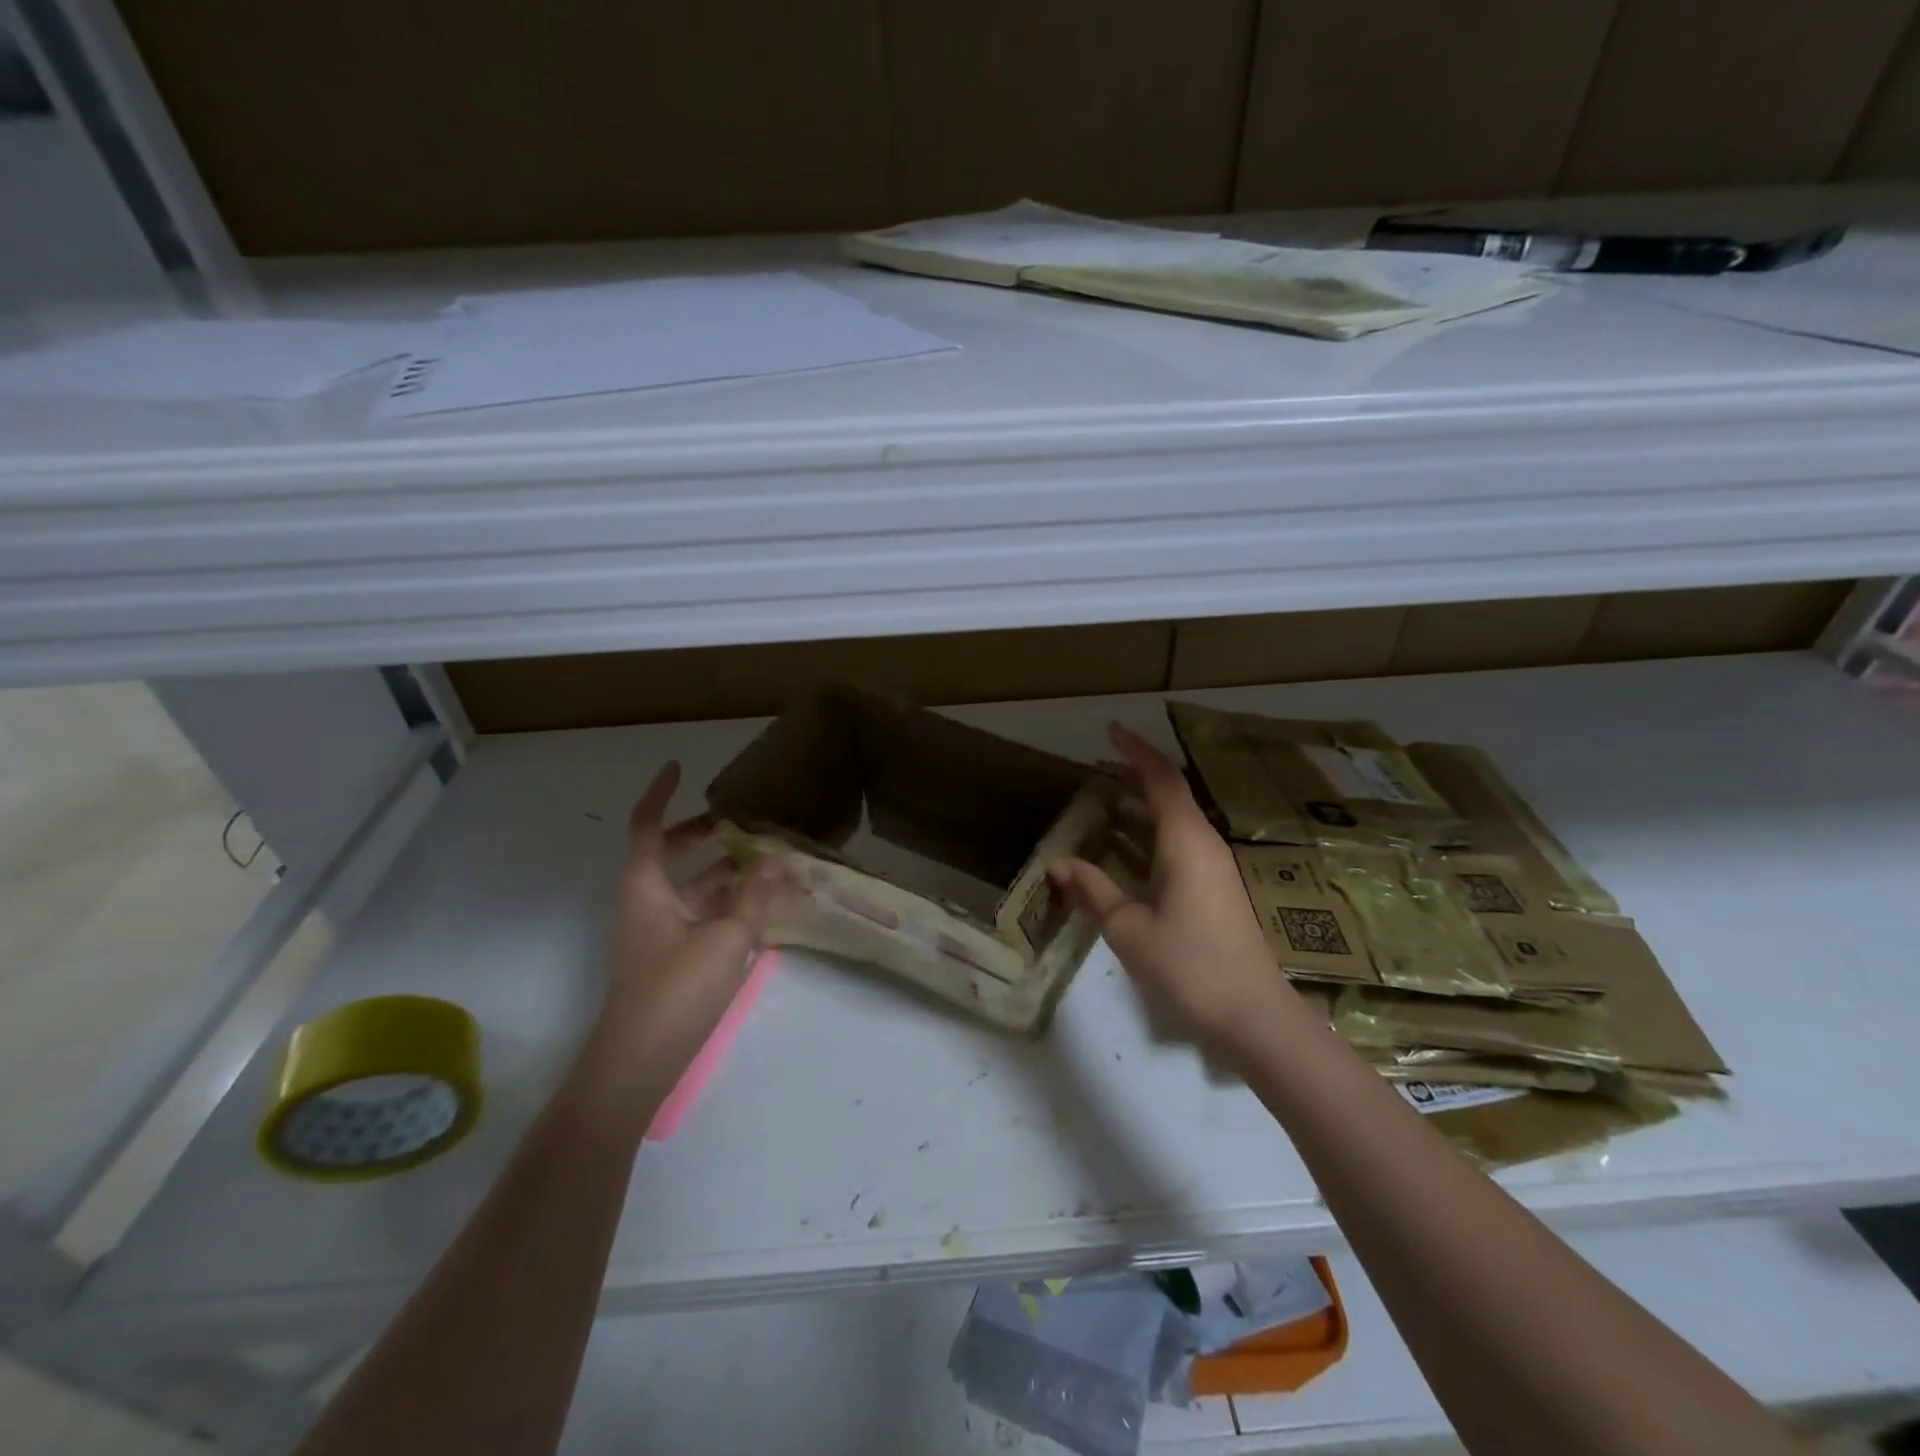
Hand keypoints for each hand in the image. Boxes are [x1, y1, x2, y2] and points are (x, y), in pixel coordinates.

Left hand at [601, 762, 795, 1062]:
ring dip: (726, 870)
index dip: (661, 794)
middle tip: (743, 821)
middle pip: (673, 854)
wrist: (638, 1065)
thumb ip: (753, 896)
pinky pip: (703, 915)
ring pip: (693, 887)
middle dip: (705, 833)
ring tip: (768, 860)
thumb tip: (777, 859)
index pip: (648, 827)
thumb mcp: (725, 938)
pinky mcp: (673, 958)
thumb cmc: (675, 990)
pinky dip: (729, 904)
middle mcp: (648, 902)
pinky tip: (763, 906)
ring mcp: (659, 932)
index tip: (680, 767)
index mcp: (646, 887)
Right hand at [1048, 724, 1301, 1057]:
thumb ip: (1092, 890)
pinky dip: (1150, 835)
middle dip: (1134, 775)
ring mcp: (1214, 868)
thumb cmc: (1189, 967)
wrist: (1253, 1017)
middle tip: (1096, 769)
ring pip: (1175, 821)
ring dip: (1141, 807)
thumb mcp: (1128, 929)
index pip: (1162, 779)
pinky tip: (1126, 849)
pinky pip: (1179, 844)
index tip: (1110, 731)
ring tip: (1103, 802)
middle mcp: (1204, 844)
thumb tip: (1058, 864)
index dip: (1136, 751)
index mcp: (1186, 842)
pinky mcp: (1216, 889)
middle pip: (1170, 794)